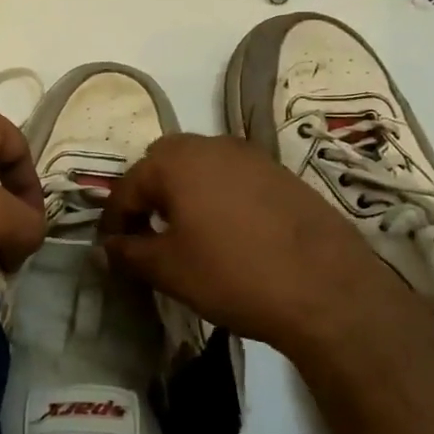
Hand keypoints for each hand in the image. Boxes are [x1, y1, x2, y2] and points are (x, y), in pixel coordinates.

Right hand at [101, 134, 412, 361]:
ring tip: (186, 233)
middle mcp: (211, 145)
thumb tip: (105, 247)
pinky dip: (218, 196)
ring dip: (184, 193)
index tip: (111, 248)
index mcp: (176, 161)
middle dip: (148, 195)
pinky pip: (234, 177)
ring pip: (201, 167)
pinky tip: (228, 232)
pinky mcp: (281, 173)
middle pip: (164, 163)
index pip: (128, 186)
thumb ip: (128, 253)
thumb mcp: (169, 270)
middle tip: (146, 233)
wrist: (327, 289)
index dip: (113, 219)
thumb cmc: (233, 274)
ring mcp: (251, 155)